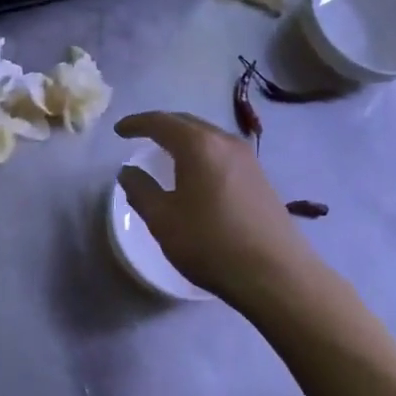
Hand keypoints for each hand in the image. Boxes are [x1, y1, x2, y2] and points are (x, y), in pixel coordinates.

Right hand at [116, 111, 320, 306]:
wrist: (276, 274)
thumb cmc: (211, 243)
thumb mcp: (163, 220)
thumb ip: (141, 190)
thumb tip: (128, 172)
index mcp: (198, 145)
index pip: (161, 122)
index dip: (136, 124)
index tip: (118, 131)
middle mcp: (225, 141)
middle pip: (187, 122)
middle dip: (161, 125)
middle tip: (139, 136)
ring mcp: (247, 158)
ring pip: (207, 136)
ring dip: (183, 138)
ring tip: (165, 152)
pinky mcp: (259, 176)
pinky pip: (221, 152)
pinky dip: (201, 152)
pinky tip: (195, 172)